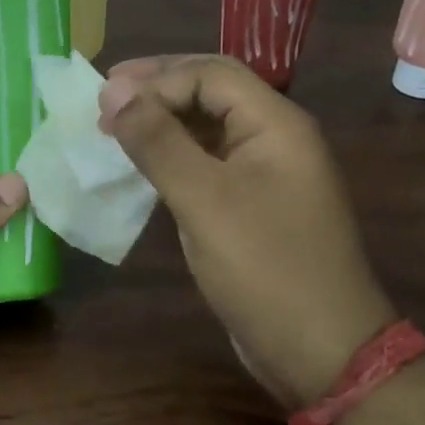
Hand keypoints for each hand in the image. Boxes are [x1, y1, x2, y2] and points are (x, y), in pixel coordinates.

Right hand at [99, 55, 394, 407]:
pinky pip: (208, 163)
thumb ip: (158, 141)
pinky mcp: (253, 205)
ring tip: (114, 127)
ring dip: (162, 122)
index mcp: (276, 124)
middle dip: (157, 89)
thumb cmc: (264, 267)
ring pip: (208, 128)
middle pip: (211, 92)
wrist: (321, 350)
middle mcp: (275, 138)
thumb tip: (113, 90)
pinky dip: (173, 156)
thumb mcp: (203, 199)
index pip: (209, 74)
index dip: (154, 79)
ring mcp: (266, 173)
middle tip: (103, 98)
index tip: (103, 100)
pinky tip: (142, 166)